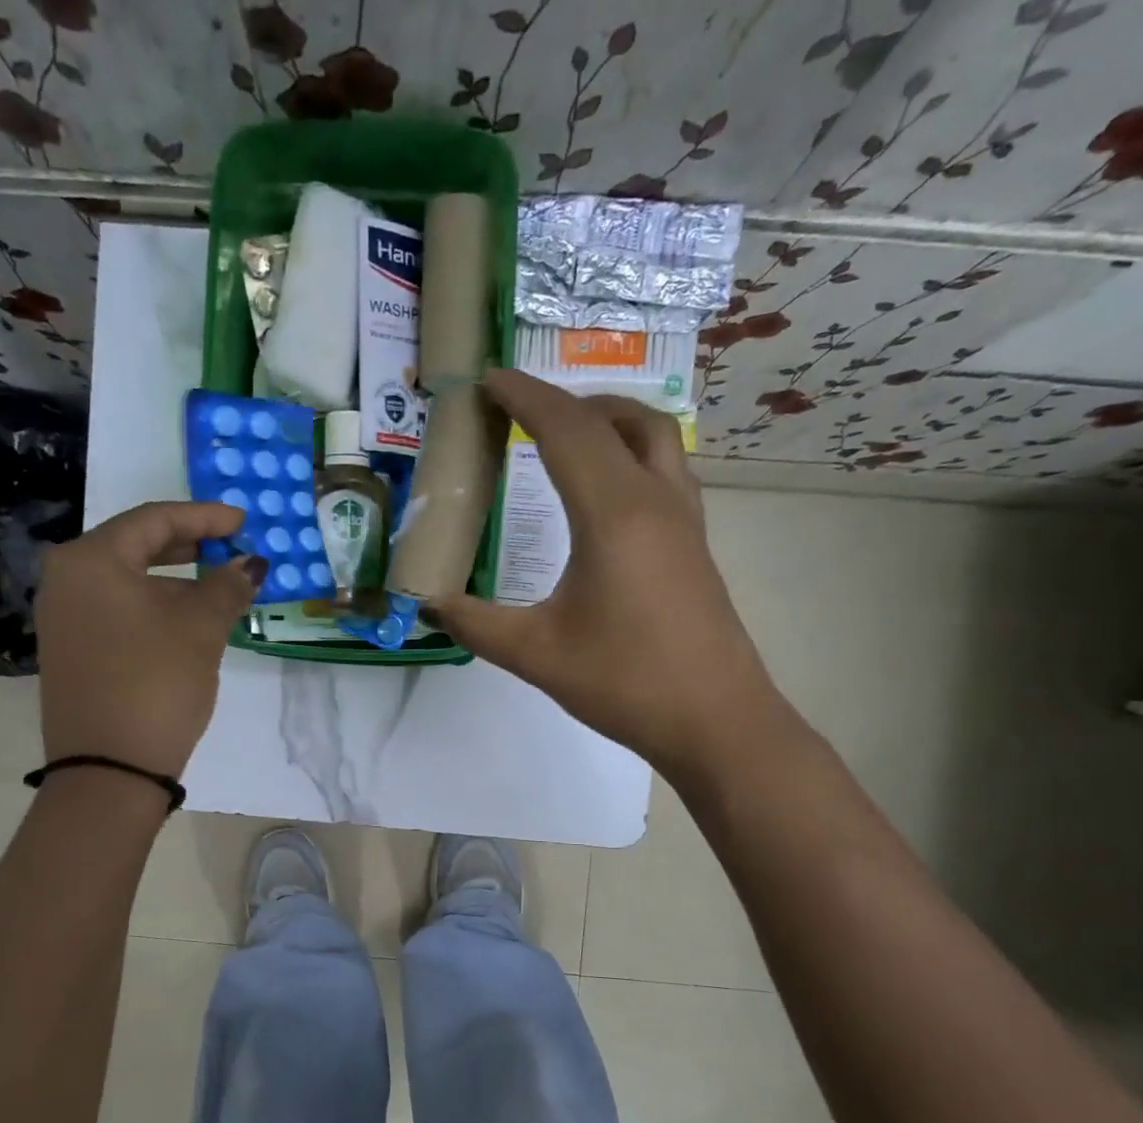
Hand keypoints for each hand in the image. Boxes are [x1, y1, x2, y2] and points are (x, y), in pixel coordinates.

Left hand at [32, 502, 263, 777]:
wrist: (109, 769)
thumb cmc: (155, 682)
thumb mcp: (200, 629)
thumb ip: (227, 586)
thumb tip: (251, 564)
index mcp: (90, 560)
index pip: (153, 520)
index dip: (204, 517)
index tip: (243, 522)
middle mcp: (66, 580)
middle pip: (135, 546)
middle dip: (188, 546)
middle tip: (229, 547)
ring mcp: (63, 618)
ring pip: (127, 582)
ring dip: (174, 581)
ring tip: (218, 589)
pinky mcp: (72, 651)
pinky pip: (117, 610)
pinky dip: (154, 607)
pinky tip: (186, 622)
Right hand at [429, 368, 780, 767]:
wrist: (716, 721)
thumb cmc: (625, 683)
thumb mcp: (535, 654)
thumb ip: (475, 624)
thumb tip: (426, 602)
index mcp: (614, 514)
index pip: (567, 430)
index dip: (524, 398)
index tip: (489, 380)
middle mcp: (655, 501)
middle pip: (618, 419)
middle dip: (565, 402)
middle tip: (522, 412)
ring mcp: (685, 521)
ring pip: (655, 438)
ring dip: (608, 422)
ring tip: (565, 438)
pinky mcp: (695, 545)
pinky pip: (665, 470)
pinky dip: (630, 454)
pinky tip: (604, 493)